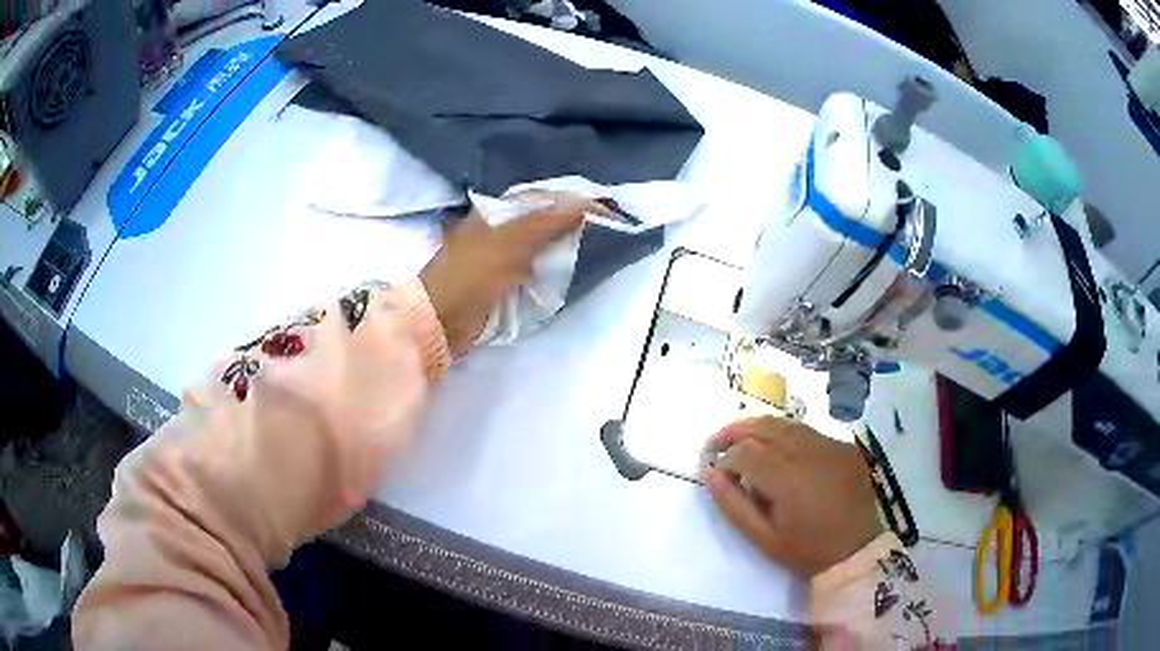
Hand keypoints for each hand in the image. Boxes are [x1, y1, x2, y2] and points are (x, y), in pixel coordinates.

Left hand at [419, 198, 599, 357]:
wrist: (439, 322)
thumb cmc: (470, 276)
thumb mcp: (509, 244)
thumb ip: (545, 223)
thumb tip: (583, 203)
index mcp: (491, 212)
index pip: (537, 197)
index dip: (565, 199)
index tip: (596, 206)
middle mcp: (493, 229)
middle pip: (537, 220)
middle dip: (564, 223)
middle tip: (596, 227)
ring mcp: (494, 256)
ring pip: (533, 244)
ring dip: (555, 246)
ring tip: (585, 246)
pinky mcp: (496, 281)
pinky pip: (527, 268)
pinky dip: (544, 267)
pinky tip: (560, 269)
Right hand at [701, 417, 881, 575]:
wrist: (857, 550)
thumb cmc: (807, 549)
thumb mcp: (764, 538)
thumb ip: (733, 505)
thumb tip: (710, 474)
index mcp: (788, 478)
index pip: (745, 452)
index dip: (725, 460)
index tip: (716, 474)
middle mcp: (810, 452)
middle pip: (764, 426)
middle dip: (735, 431)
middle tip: (715, 443)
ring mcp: (831, 445)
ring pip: (786, 424)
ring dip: (759, 428)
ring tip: (741, 439)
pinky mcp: (844, 446)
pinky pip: (808, 432)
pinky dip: (786, 435)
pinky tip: (778, 450)